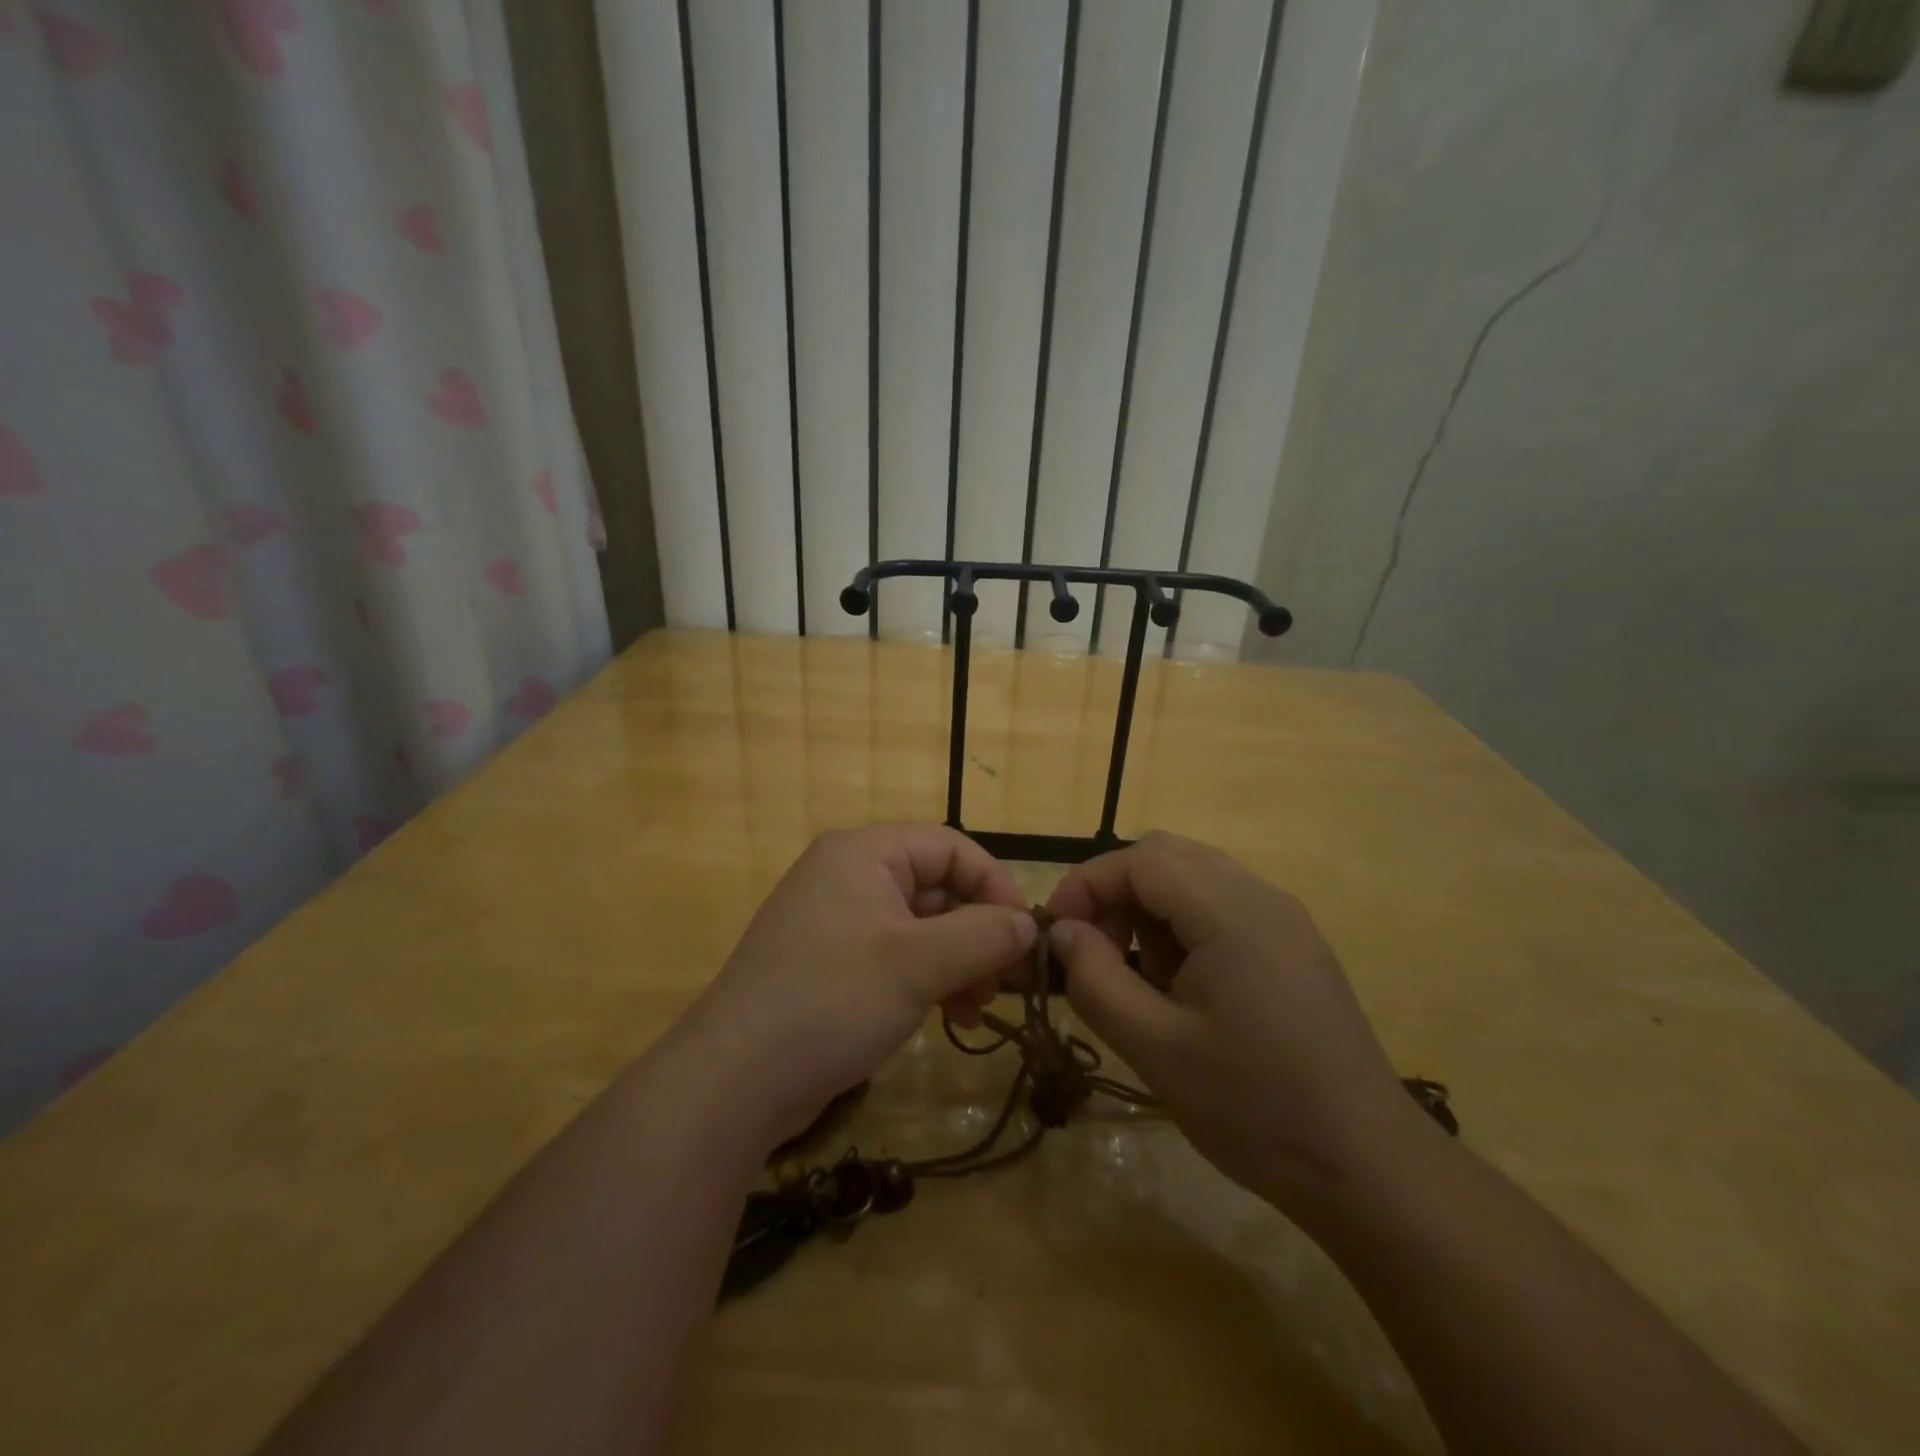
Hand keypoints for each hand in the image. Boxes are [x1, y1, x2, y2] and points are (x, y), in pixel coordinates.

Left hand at [676, 825, 1036, 1151]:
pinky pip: (895, 957)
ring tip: (976, 1009)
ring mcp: (837, 922)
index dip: (994, 885)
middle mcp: (849, 876)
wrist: (734, 1081)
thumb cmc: (832, 1000)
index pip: (950, 848)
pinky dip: (927, 981)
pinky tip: (947, 1018)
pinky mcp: (831, 965)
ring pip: (920, 928)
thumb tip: (1029, 924)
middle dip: (977, 934)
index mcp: (864, 854)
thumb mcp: (918, 965)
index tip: (1026, 934)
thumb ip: (983, 936)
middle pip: (936, 888)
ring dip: (958, 963)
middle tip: (1004, 984)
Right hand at [1045, 831, 1423, 1218]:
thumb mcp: (1154, 1048)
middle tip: (1094, 952)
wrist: (1368, 1167)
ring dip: (1150, 910)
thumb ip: (1095, 980)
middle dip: (1116, 893)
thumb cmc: (1253, 1107)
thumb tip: (1063, 932)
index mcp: (1229, 912)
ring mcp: (1285, 920)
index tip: (1056, 933)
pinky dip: (1185, 927)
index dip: (1085, 885)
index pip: (1139, 861)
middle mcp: (1261, 897)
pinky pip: (1223, 907)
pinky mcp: (1296, 946)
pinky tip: (1185, 989)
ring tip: (1143, 980)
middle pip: (1167, 856)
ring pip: (1195, 878)